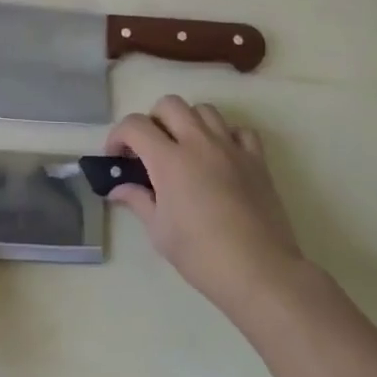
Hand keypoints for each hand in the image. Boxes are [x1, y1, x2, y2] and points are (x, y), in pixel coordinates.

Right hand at [107, 97, 302, 322]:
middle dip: (152, 120)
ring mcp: (231, 148)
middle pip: (170, 104)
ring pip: (205, 110)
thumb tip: (118, 188)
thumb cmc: (201, 255)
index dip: (118, 136)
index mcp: (169, 160)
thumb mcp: (159, 231)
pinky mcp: (257, 160)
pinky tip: (220, 157)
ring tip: (184, 149)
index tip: (116, 156)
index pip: (135, 125)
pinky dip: (226, 135)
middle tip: (149, 149)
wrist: (260, 272)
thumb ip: (138, 200)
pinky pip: (240, 130)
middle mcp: (199, 143)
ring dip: (188, 121)